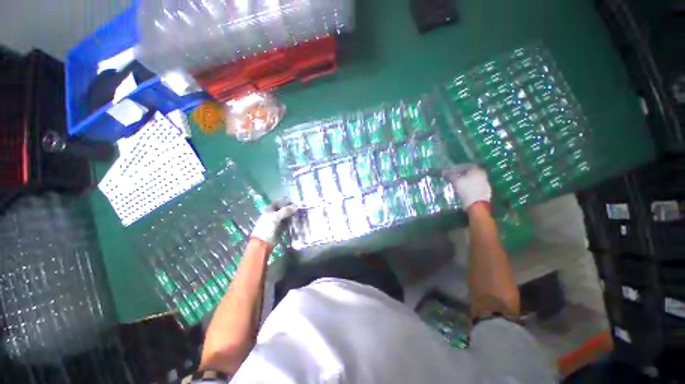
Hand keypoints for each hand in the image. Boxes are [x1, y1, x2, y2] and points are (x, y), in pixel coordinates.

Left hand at [250, 202, 297, 244]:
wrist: (263, 242)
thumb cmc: (267, 228)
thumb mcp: (275, 217)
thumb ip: (285, 211)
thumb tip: (296, 207)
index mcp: (269, 209)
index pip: (279, 202)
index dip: (286, 202)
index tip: (294, 203)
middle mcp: (273, 214)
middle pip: (283, 209)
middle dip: (291, 209)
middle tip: (299, 209)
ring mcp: (277, 221)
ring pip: (286, 216)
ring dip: (292, 215)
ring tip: (300, 214)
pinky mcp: (281, 227)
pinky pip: (288, 222)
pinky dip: (292, 221)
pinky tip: (297, 221)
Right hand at [443, 164, 491, 209]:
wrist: (477, 205)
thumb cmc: (466, 190)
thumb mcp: (455, 181)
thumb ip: (450, 175)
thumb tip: (444, 171)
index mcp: (477, 170)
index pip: (467, 165)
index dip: (458, 168)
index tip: (451, 171)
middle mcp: (483, 175)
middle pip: (470, 172)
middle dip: (461, 174)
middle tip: (453, 177)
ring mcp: (485, 184)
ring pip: (473, 180)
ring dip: (465, 181)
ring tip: (457, 184)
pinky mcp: (485, 192)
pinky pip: (475, 186)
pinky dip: (469, 187)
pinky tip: (463, 190)